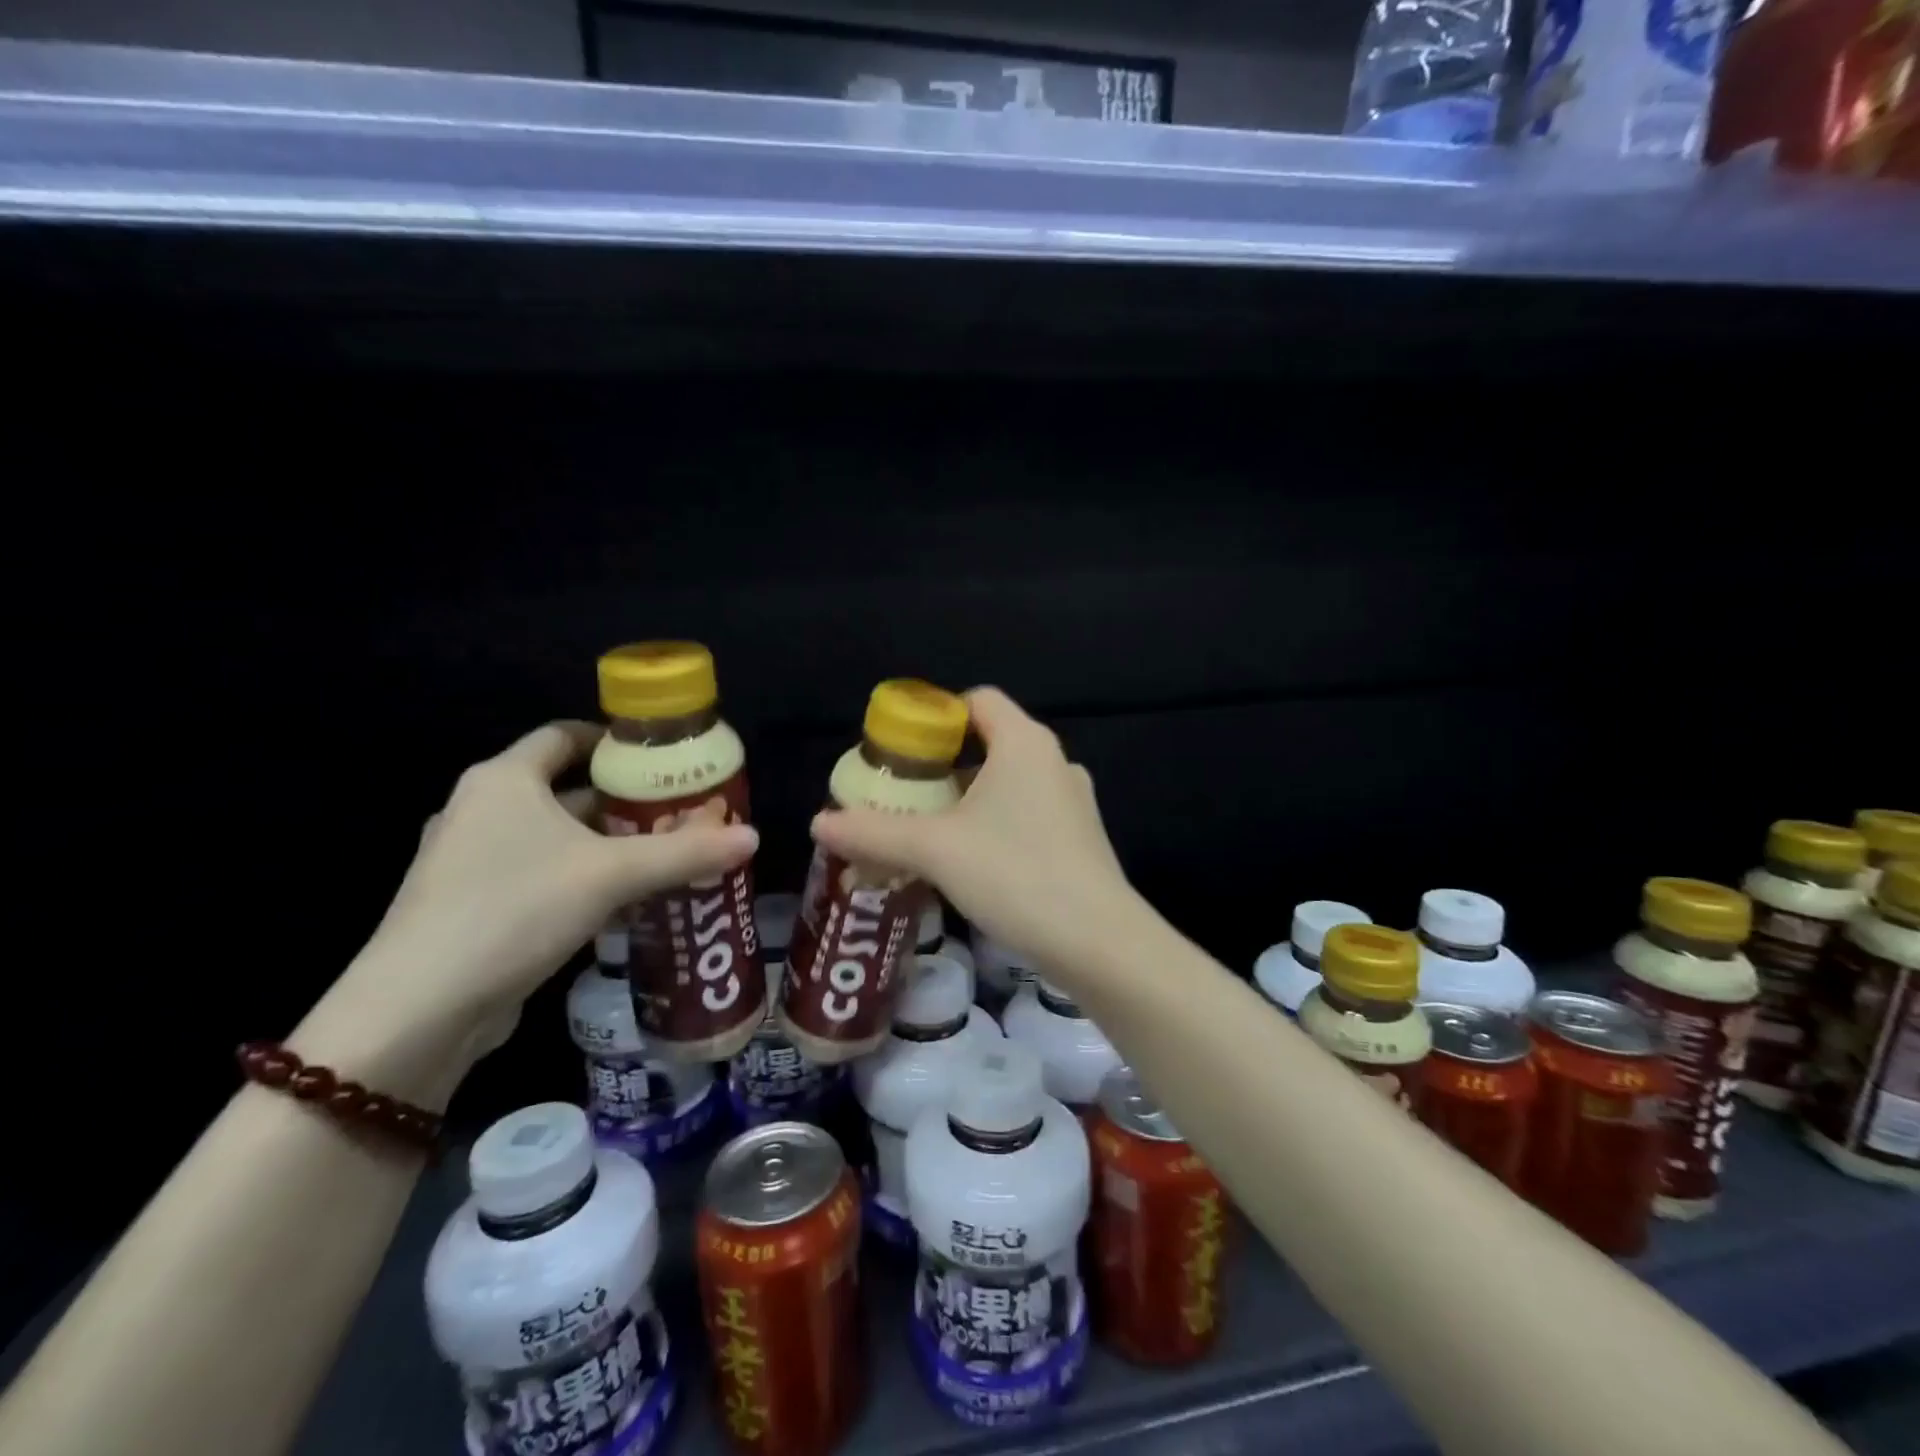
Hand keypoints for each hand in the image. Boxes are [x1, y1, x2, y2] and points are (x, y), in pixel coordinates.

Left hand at [296, 722, 756, 1095]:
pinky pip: (542, 875)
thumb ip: (684, 852)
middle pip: (566, 789)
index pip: (564, 736)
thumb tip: (754, 837)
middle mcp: (482, 810)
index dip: (613, 740)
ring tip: (665, 856)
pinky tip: (624, 902)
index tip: (661, 756)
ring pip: (556, 838)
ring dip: (608, 845)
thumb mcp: (612, 874)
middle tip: (682, 812)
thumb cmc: (515, 909)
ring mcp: (471, 861)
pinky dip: (582, 879)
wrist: (420, 1010)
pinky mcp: (472, 907)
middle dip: (626, 801)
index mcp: (505, 780)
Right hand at [811, 688, 1133, 975]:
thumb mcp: (935, 850)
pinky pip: (1026, 815)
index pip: (977, 700)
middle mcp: (1054, 761)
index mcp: (1023, 743)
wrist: (1098, 942)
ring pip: (1007, 784)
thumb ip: (874, 832)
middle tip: (902, 797)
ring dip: (966, 801)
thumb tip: (818, 823)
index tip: (901, 751)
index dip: (936, 716)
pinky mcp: (1080, 838)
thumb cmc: (1015, 874)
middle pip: (988, 743)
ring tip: (927, 834)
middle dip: (941, 767)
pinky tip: (969, 864)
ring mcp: (1072, 801)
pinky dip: (994, 826)